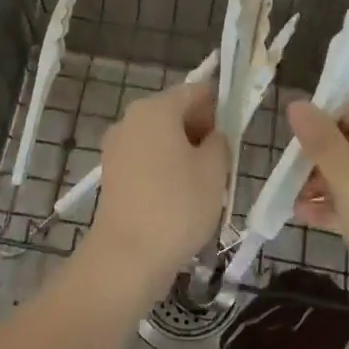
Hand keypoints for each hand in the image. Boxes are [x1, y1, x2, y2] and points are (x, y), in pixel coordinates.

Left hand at [88, 80, 228, 292]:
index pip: (196, 91)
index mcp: (156, 108)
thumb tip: (212, 136)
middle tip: (223, 165)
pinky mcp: (112, 174)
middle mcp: (131, 119)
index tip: (236, 134)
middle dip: (201, 132)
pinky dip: (165, 170)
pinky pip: (147, 160)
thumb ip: (220, 141)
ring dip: (184, 154)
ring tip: (204, 187)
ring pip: (161, 139)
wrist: (128, 257)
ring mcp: (117, 147)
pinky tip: (180, 199)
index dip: (220, 107)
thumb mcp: (215, 170)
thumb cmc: (178, 206)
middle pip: (175, 113)